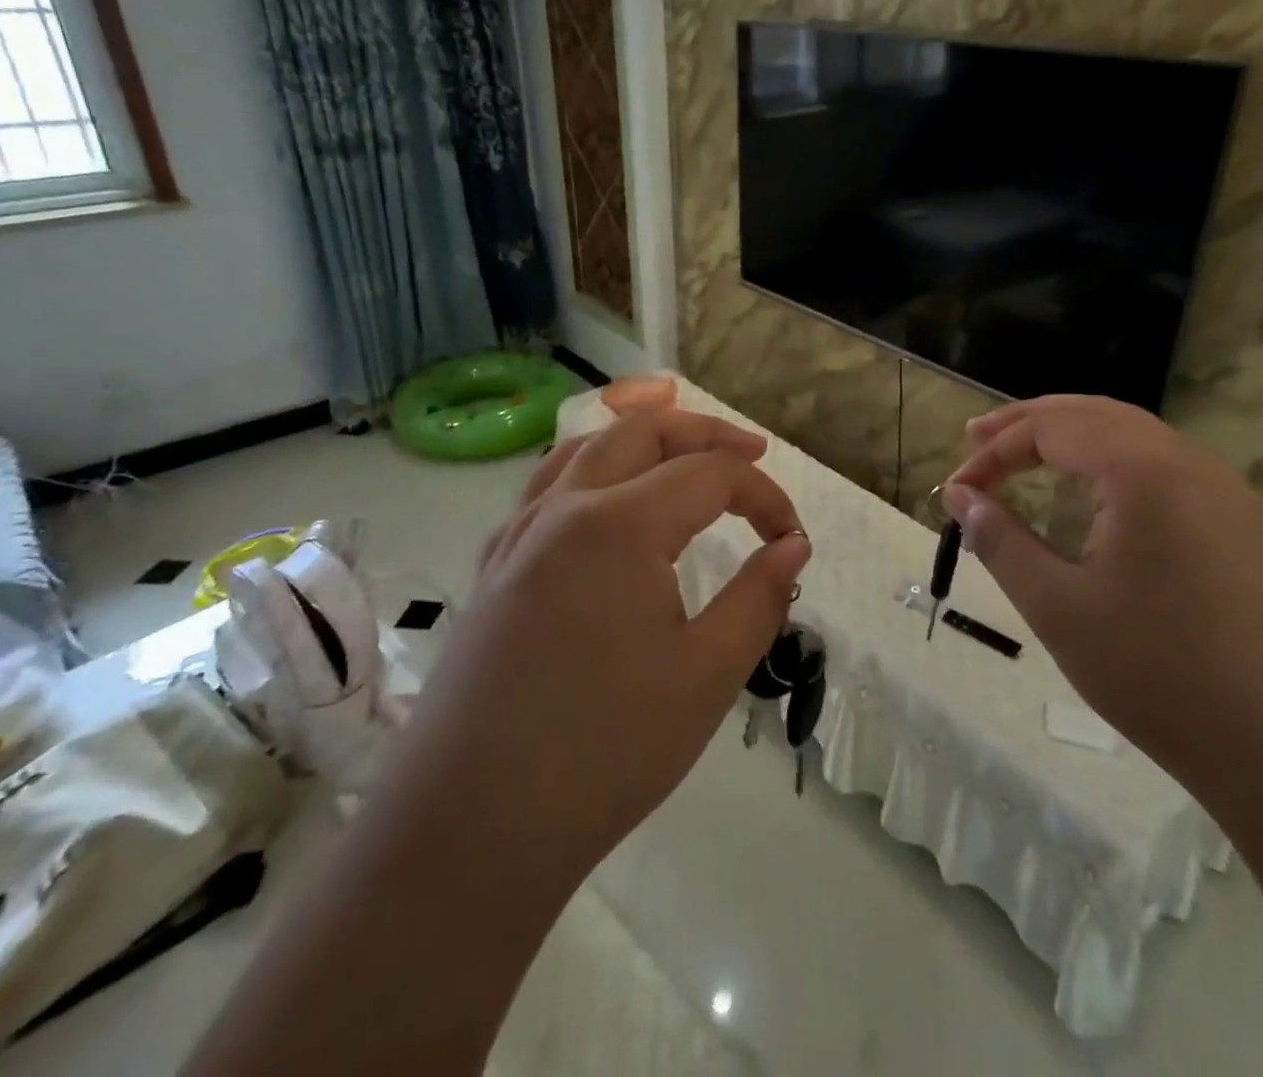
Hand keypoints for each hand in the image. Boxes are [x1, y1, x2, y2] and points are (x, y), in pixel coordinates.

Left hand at [438, 409, 810, 880]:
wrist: (469, 830)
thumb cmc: (605, 751)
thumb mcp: (708, 674)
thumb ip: (759, 596)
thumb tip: (792, 546)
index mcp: (620, 524)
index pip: (709, 475)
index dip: (763, 496)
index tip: (792, 538)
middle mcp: (564, 510)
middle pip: (640, 432)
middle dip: (703, 433)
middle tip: (751, 453)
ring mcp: (518, 536)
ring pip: (584, 449)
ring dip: (641, 438)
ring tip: (680, 451)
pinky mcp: (493, 569)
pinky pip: (546, 491)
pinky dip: (590, 471)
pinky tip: (605, 505)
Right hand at [944, 395, 1262, 787]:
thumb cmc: (1160, 674)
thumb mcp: (1059, 607)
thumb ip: (1001, 541)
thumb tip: (960, 497)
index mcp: (1143, 470)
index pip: (1051, 429)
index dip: (994, 452)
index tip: (957, 491)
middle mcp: (1188, 461)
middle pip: (1093, 414)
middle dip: (1029, 422)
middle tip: (976, 437)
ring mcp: (1223, 491)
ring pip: (1132, 434)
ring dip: (1072, 436)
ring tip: (1024, 454)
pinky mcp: (1240, 524)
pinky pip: (1162, 466)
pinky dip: (1110, 461)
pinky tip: (1092, 494)